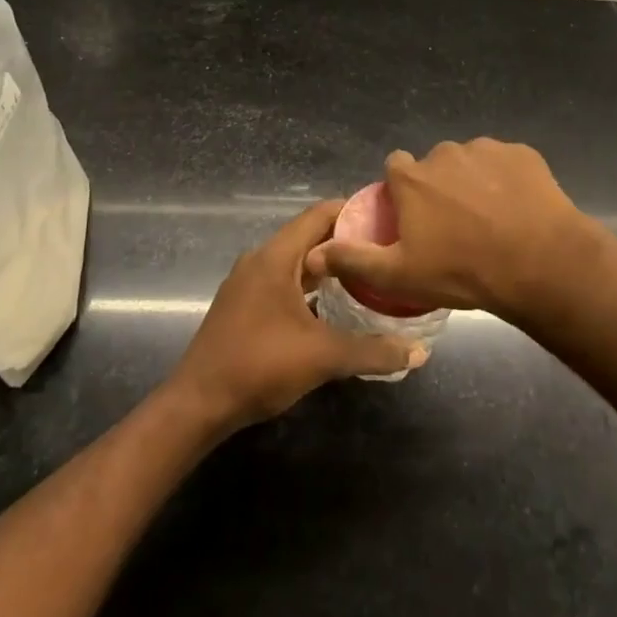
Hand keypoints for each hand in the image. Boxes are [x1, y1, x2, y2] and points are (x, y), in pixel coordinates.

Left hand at [167, 201, 422, 430]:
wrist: (197, 405)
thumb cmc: (259, 366)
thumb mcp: (323, 357)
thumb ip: (372, 351)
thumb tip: (419, 351)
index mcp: (275, 257)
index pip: (318, 215)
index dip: (353, 211)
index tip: (387, 217)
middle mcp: (259, 260)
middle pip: (308, 235)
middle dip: (345, 240)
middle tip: (385, 249)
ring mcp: (247, 283)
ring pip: (295, 261)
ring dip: (327, 265)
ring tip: (366, 274)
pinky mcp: (243, 305)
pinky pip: (283, 280)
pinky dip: (309, 285)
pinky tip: (332, 305)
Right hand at [306, 138, 596, 320]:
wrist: (539, 263)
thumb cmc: (462, 271)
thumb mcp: (400, 275)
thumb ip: (354, 260)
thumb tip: (313, 254)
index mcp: (412, 177)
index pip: (395, 168)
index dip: (402, 192)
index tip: (415, 218)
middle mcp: (445, 153)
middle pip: (434, 165)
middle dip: (440, 187)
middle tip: (456, 226)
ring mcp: (487, 149)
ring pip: (471, 162)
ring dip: (474, 181)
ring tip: (491, 219)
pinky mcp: (522, 153)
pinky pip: (506, 163)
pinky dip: (507, 179)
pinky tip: (518, 209)